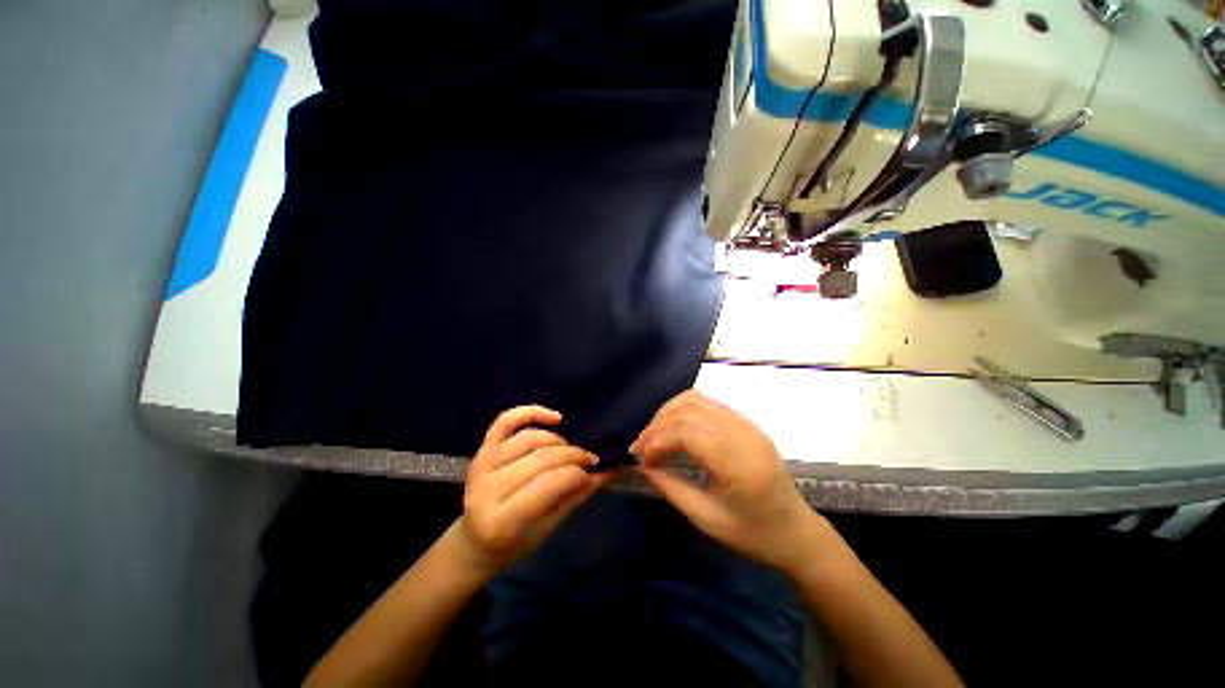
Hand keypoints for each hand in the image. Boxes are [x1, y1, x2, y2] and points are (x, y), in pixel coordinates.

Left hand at [455, 405, 608, 576]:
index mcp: (502, 521)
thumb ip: (577, 496)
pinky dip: (531, 413)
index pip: (548, 484)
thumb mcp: (549, 527)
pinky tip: (554, 418)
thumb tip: (607, 471)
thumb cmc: (516, 542)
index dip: (576, 474)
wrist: (476, 540)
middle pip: (540, 458)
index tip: (594, 473)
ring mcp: (481, 465)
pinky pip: (506, 421)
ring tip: (569, 451)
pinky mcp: (481, 449)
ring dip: (557, 440)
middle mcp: (487, 489)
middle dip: (572, 455)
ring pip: (528, 438)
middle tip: (589, 460)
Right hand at [631, 390, 831, 577]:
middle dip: (657, 425)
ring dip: (668, 413)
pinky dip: (683, 410)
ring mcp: (747, 423)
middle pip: (688, 410)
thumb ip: (672, 489)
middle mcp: (744, 433)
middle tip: (640, 446)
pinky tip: (673, 428)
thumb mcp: (708, 520)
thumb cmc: (754, 535)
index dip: (657, 440)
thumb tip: (643, 466)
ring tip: (653, 434)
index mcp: (739, 463)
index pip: (687, 432)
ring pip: (696, 399)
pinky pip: (707, 403)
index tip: (640, 458)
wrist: (797, 531)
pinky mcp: (745, 422)